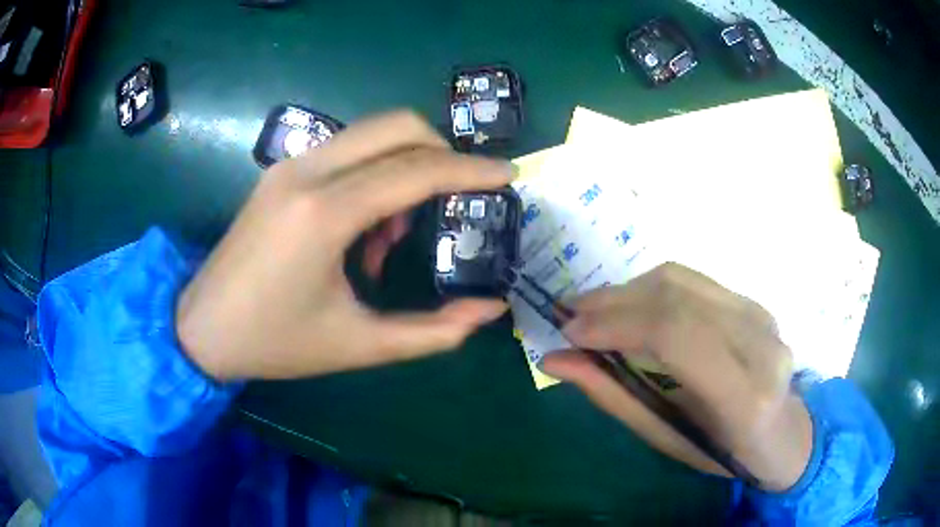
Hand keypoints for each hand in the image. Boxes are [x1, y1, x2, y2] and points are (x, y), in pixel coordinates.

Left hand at [176, 111, 512, 380]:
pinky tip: (361, 228)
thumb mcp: (359, 345)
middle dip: (442, 152)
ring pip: (371, 134)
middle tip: (459, 197)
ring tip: (392, 237)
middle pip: (396, 126)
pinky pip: (346, 151)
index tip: (509, 175)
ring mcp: (289, 165)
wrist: (201, 328)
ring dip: (403, 168)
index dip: (471, 169)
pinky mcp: (280, 171)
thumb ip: (433, 332)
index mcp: (324, 213)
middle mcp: (306, 172)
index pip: (416, 170)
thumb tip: (491, 310)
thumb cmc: (275, 343)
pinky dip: (373, 174)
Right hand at [542, 263, 812, 491]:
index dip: (617, 324)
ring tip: (591, 309)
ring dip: (627, 290)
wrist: (784, 432)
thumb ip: (613, 396)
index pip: (677, 336)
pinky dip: (650, 289)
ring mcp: (761, 315)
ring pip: (681, 280)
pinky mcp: (754, 302)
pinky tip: (630, 307)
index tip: (569, 331)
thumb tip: (554, 360)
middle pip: (676, 298)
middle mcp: (759, 344)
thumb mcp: (666, 438)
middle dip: (612, 301)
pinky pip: (693, 281)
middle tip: (569, 315)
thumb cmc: (723, 452)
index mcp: (744, 396)